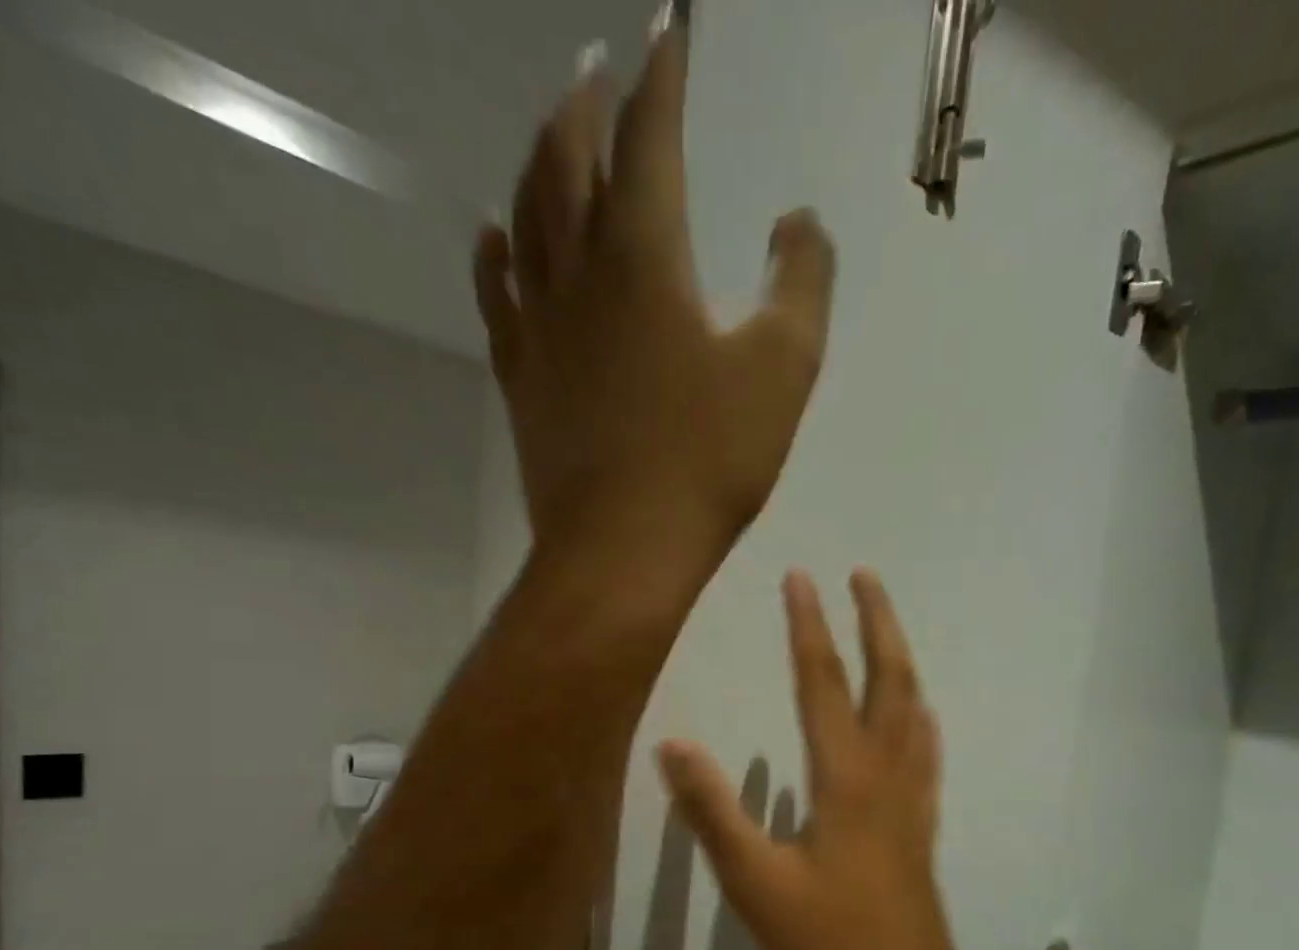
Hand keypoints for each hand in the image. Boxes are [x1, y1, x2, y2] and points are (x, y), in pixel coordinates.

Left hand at [473, 27, 836, 569]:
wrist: (624, 549)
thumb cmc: (708, 463)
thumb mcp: (784, 370)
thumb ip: (802, 281)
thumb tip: (797, 221)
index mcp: (644, 255)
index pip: (649, 135)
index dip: (662, 74)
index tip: (669, 30)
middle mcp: (578, 271)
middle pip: (569, 157)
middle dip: (586, 99)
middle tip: (596, 62)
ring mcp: (539, 326)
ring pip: (527, 213)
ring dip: (539, 158)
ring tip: (553, 129)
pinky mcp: (521, 377)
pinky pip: (498, 293)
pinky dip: (496, 251)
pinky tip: (497, 233)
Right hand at [657, 570, 968, 949]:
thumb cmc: (825, 945)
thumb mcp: (753, 882)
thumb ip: (712, 811)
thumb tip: (671, 744)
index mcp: (845, 779)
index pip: (822, 683)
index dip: (809, 627)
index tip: (801, 578)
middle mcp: (887, 775)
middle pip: (890, 680)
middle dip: (877, 623)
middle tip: (865, 577)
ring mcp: (912, 801)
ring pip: (915, 711)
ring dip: (901, 660)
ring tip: (888, 629)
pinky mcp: (921, 828)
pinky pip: (925, 751)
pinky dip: (920, 716)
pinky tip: (918, 715)